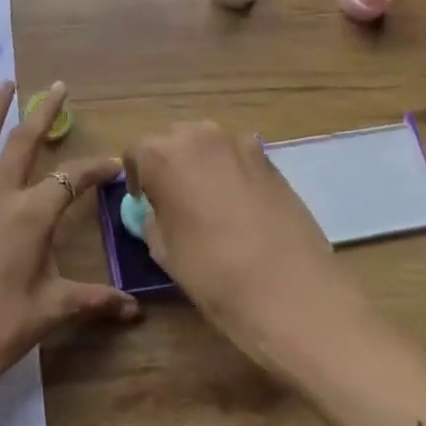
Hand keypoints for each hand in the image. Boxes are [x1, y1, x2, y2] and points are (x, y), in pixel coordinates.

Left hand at [0, 81, 138, 419]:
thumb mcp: (51, 312)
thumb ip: (93, 301)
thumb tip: (135, 310)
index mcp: (31, 217)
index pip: (70, 180)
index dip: (95, 170)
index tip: (114, 165)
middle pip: (23, 144)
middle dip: (43, 113)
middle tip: (57, 86)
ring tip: (4, 85)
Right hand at [126, 122, 345, 357]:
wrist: (288, 288)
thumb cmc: (212, 272)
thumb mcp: (164, 250)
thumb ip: (153, 219)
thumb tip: (156, 210)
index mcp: (162, 156)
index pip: (137, 153)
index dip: (137, 178)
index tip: (144, 203)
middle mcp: (199, 137)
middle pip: (174, 141)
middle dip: (170, 164)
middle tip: (175, 200)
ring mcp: (239, 144)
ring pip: (209, 145)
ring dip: (202, 165)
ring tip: (210, 202)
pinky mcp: (271, 159)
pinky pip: (239, 158)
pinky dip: (233, 172)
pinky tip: (241, 207)